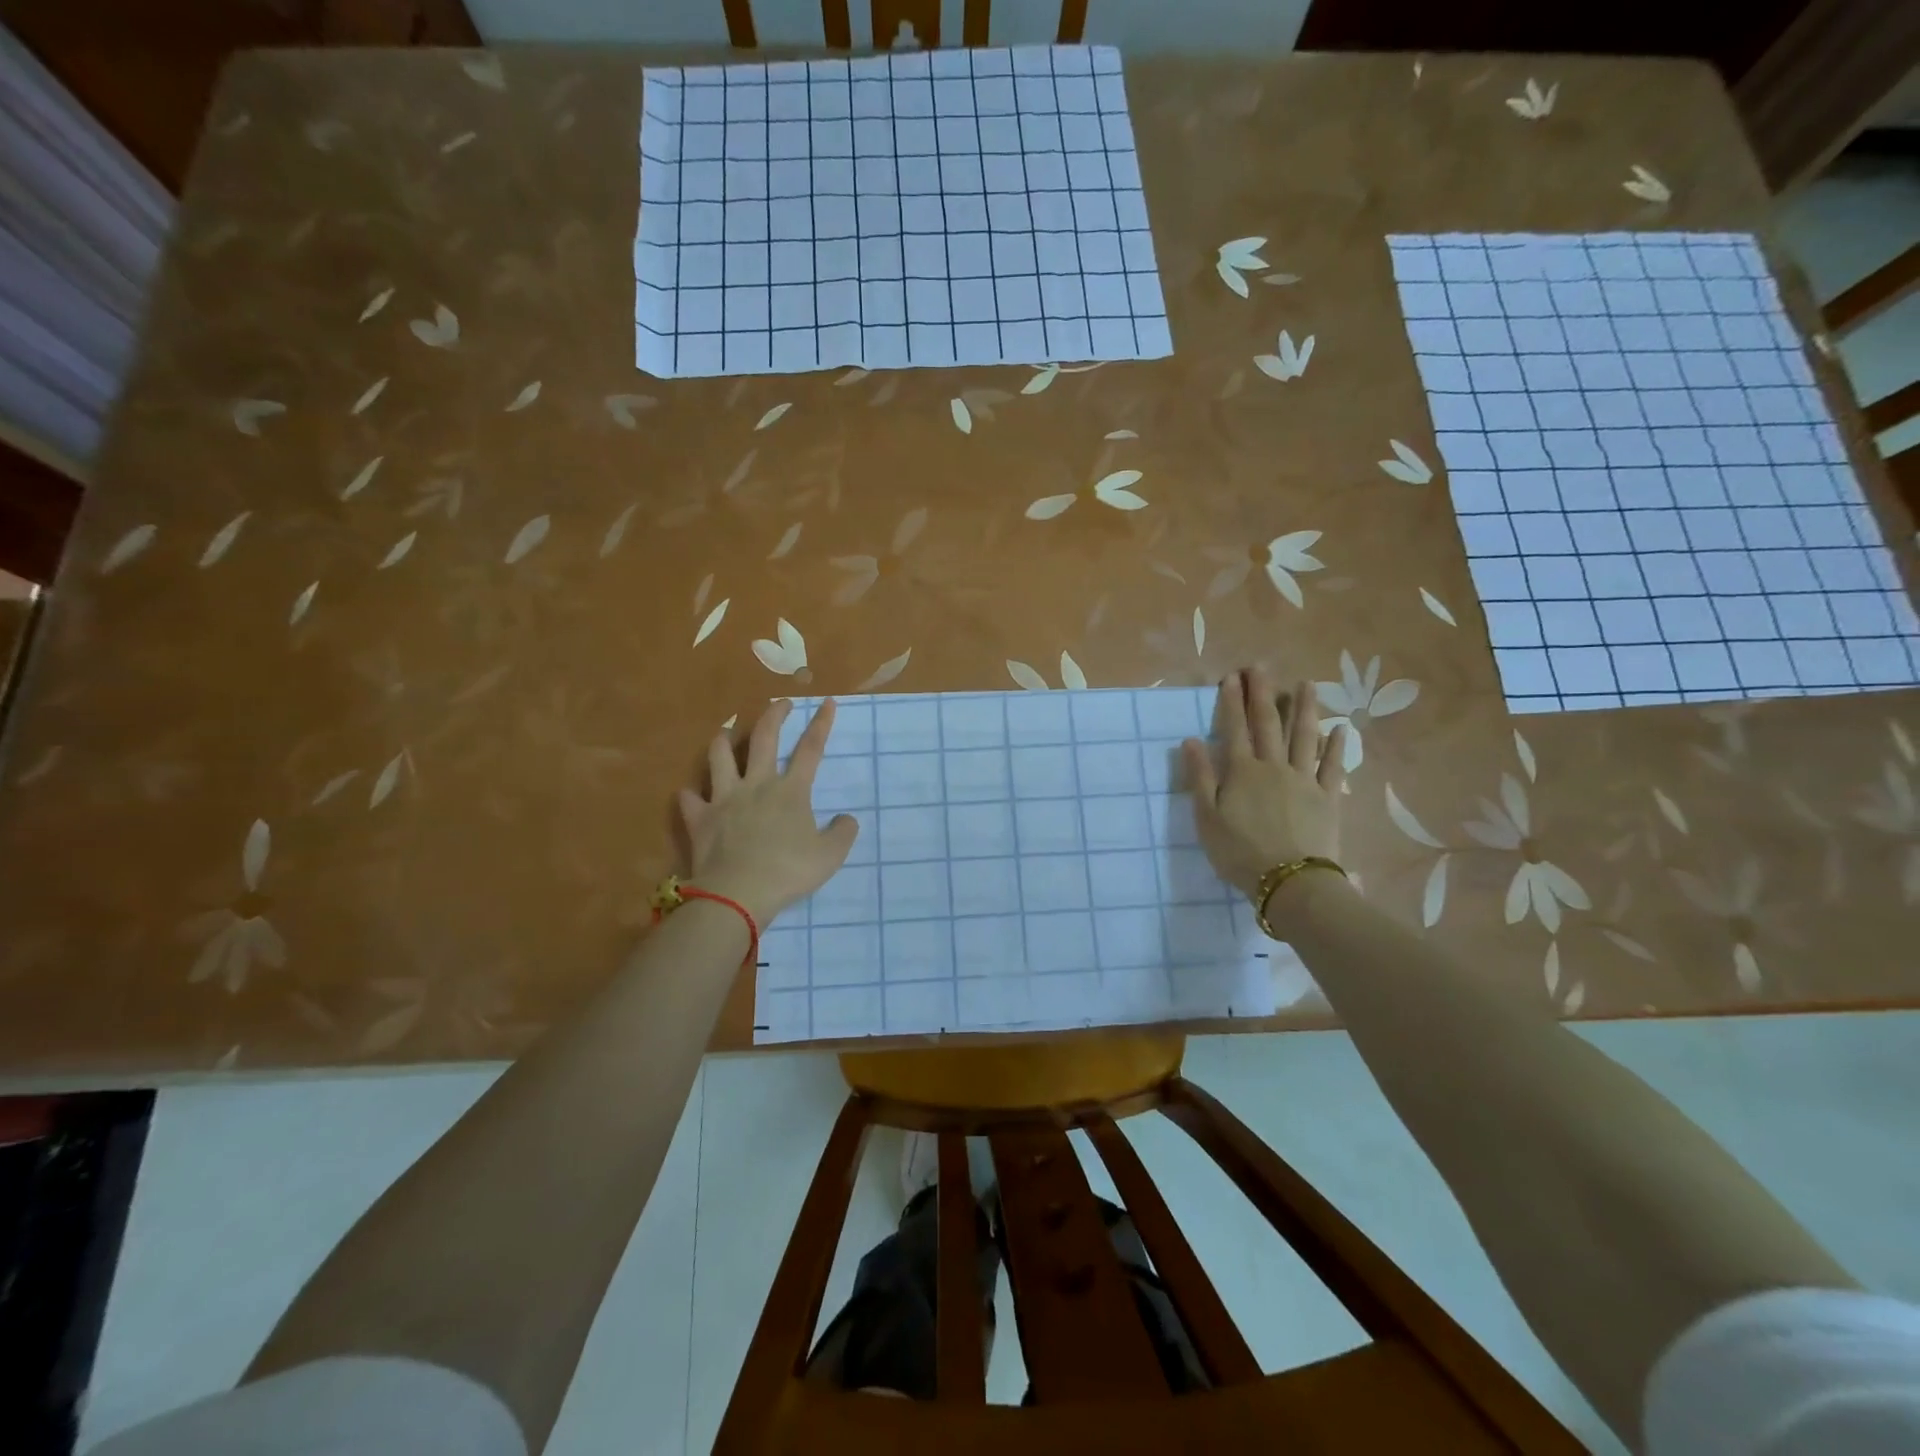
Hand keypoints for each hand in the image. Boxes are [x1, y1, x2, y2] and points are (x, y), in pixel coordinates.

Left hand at [676, 699, 857, 925]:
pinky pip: (690, 798)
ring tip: (727, 732)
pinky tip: (693, 794)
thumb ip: (843, 833)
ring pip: (719, 756)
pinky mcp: (700, 818)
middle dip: (774, 714)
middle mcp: (757, 784)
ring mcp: (724, 798)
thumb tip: (847, 819)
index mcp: (791, 790)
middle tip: (781, 703)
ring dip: (724, 739)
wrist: (738, 893)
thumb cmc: (788, 871)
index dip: (821, 724)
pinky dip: (691, 794)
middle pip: (763, 738)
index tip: (827, 702)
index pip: (810, 749)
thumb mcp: (830, 856)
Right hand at [1182, 668, 1348, 927]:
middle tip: (1261, 667)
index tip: (1231, 677)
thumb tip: (1191, 741)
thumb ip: (1200, 778)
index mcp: (1242, 772)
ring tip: (1306, 684)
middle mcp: (1274, 767)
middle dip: (1263, 694)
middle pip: (1268, 724)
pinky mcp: (1328, 797)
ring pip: (1304, 737)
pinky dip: (1335, 746)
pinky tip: (1338, 729)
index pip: (1234, 729)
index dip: (1231, 702)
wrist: (1289, 881)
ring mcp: (1304, 780)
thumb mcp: (1207, 818)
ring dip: (1304, 708)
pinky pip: (1332, 766)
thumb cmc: (1239, 852)